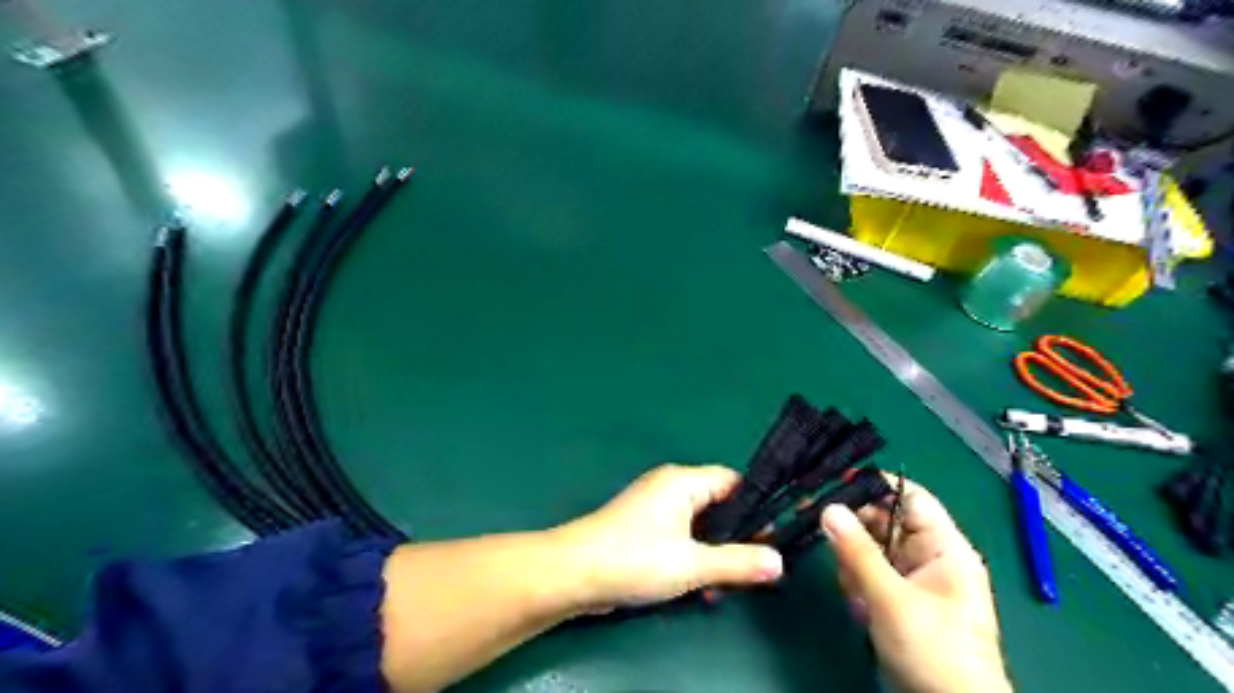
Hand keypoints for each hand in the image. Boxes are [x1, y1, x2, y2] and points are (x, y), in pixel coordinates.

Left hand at [558, 465, 785, 612]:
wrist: (573, 574)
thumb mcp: (693, 563)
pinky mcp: (643, 530)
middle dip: (735, 538)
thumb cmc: (635, 558)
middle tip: (751, 569)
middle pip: (717, 505)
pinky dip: (692, 558)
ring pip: (699, 526)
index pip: (732, 482)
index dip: (755, 507)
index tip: (772, 538)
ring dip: (713, 554)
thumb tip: (778, 562)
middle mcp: (669, 487)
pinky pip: (680, 538)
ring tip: (723, 586)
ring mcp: (654, 508)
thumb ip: (738, 562)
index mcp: (683, 481)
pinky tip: (698, 587)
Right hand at [816, 479, 1011, 691]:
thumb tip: (828, 508)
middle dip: (855, 531)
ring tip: (856, 593)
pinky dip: (858, 585)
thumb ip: (857, 551)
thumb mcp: (892, 598)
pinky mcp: (897, 598)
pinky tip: (860, 607)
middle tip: (821, 531)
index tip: (833, 483)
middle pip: (883, 521)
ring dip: (854, 565)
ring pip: (870, 549)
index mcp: (944, 547)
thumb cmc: (934, 651)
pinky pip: (869, 574)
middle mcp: (928, 556)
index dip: (875, 485)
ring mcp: (912, 578)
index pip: (909, 496)